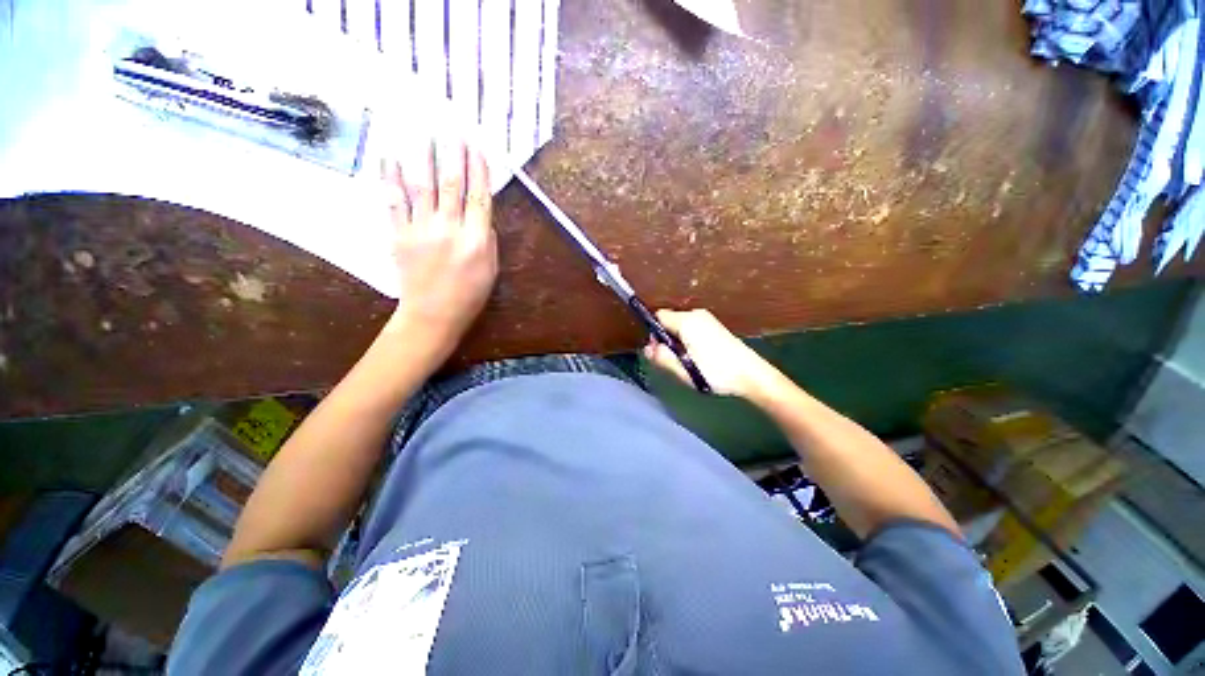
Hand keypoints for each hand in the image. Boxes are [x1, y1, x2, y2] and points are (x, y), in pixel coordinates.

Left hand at [383, 139, 497, 343]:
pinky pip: (393, 202)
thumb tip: (480, 214)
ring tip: (423, 133)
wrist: (433, 316)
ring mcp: (421, 230)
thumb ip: (488, 239)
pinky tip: (388, 157)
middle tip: (451, 130)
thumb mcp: (491, 270)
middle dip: (453, 155)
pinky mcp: (399, 235)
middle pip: (451, 185)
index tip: (477, 147)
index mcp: (477, 240)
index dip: (479, 170)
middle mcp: (449, 229)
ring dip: (423, 157)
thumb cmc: (469, 296)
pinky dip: (389, 178)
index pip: (479, 197)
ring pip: (422, 187)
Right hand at [643, 309, 780, 398]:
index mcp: (687, 321)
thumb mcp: (684, 369)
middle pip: (669, 321)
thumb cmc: (716, 372)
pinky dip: (688, 340)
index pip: (658, 317)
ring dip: (678, 341)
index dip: (654, 333)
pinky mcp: (714, 327)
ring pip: (680, 326)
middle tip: (675, 360)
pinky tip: (698, 357)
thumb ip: (662, 357)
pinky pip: (692, 329)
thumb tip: (648, 349)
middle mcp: (696, 315)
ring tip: (688, 361)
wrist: (751, 375)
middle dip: (666, 338)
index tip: (660, 351)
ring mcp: (707, 319)